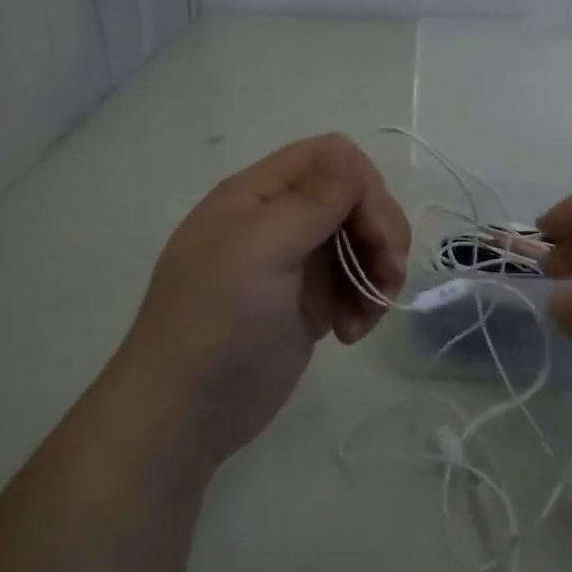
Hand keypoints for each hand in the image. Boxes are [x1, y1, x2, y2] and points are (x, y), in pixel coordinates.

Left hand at [121, 135, 408, 465]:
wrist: (184, 415)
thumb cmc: (216, 324)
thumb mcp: (259, 251)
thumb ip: (311, 201)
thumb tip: (350, 156)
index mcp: (259, 194)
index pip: (331, 157)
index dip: (364, 188)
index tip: (375, 235)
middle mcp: (279, 219)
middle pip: (355, 197)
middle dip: (381, 233)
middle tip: (387, 274)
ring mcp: (295, 261)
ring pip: (362, 240)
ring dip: (378, 271)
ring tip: (367, 315)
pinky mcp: (309, 300)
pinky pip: (355, 281)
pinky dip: (365, 302)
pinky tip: (351, 333)